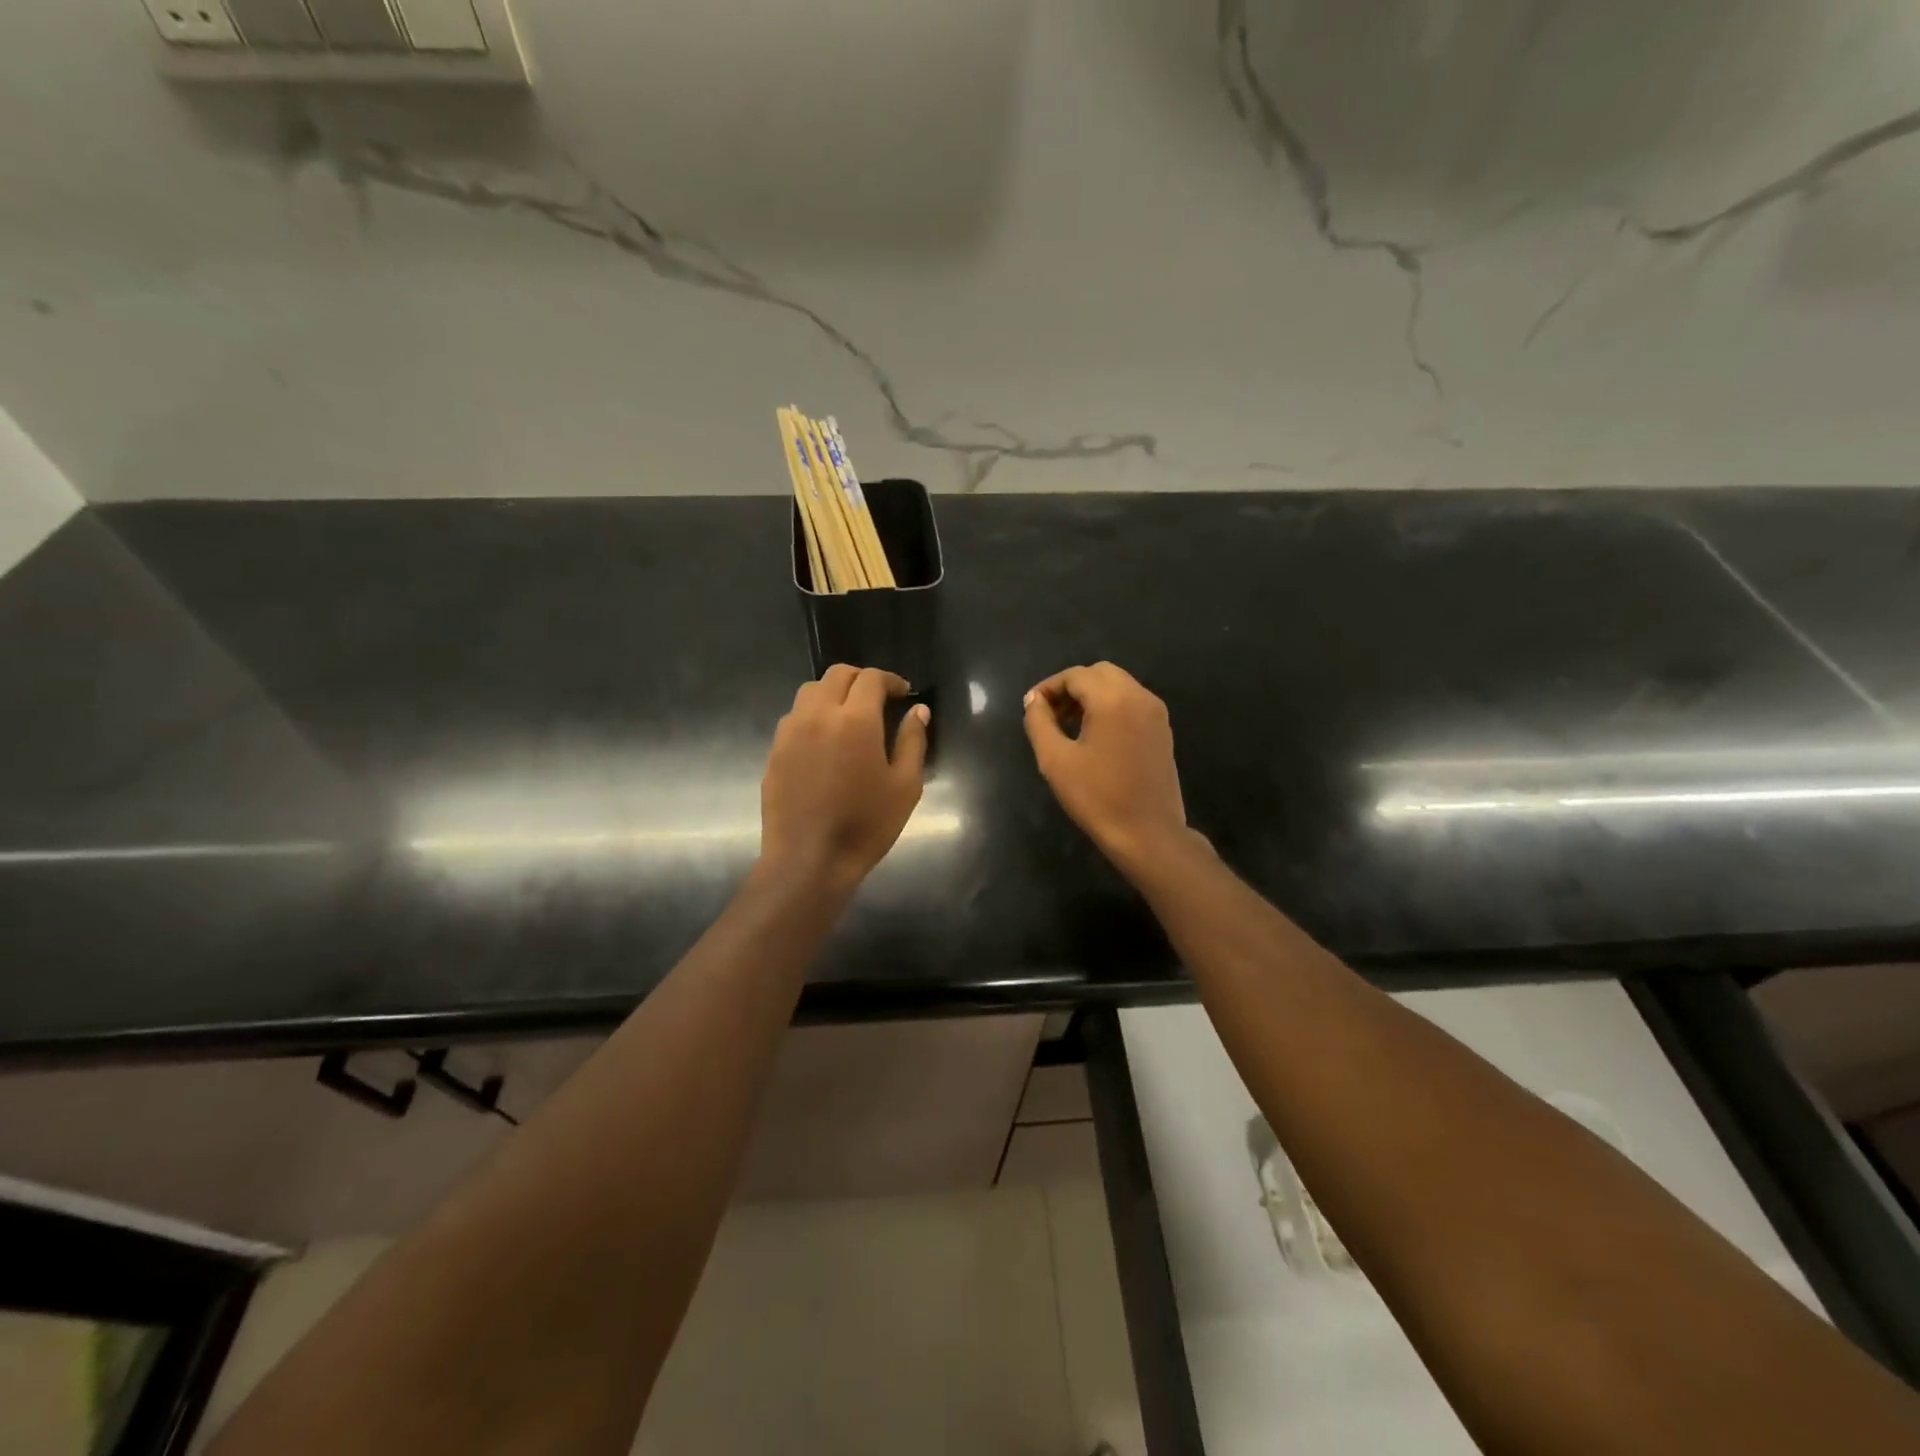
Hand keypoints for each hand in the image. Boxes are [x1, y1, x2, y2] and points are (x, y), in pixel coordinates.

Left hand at [761, 665, 930, 890]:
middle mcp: (818, 715)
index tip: (903, 693)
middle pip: (837, 675)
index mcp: (855, 720)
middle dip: (861, 679)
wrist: (809, 860)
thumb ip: (912, 741)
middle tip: (878, 699)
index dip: (890, 680)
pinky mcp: (775, 751)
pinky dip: (813, 715)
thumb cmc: (866, 825)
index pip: (871, 678)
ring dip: (833, 693)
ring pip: (810, 692)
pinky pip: (794, 717)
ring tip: (849, 716)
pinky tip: (825, 741)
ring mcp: (790, 732)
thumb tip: (918, 711)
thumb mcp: (904, 786)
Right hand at [1023, 662, 1190, 874]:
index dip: (1049, 687)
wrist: (1148, 834)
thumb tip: (1034, 700)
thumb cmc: (1097, 797)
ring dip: (1091, 696)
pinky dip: (1110, 707)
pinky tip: (1095, 736)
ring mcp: (1156, 713)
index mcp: (1113, 699)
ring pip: (1118, 686)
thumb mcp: (1055, 760)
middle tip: (1050, 714)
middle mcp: (1139, 697)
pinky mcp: (1163, 730)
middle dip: (1072, 687)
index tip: (1031, 707)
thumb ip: (1039, 722)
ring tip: (1069, 725)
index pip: (1075, 676)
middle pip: (1100, 673)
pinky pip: (1132, 703)